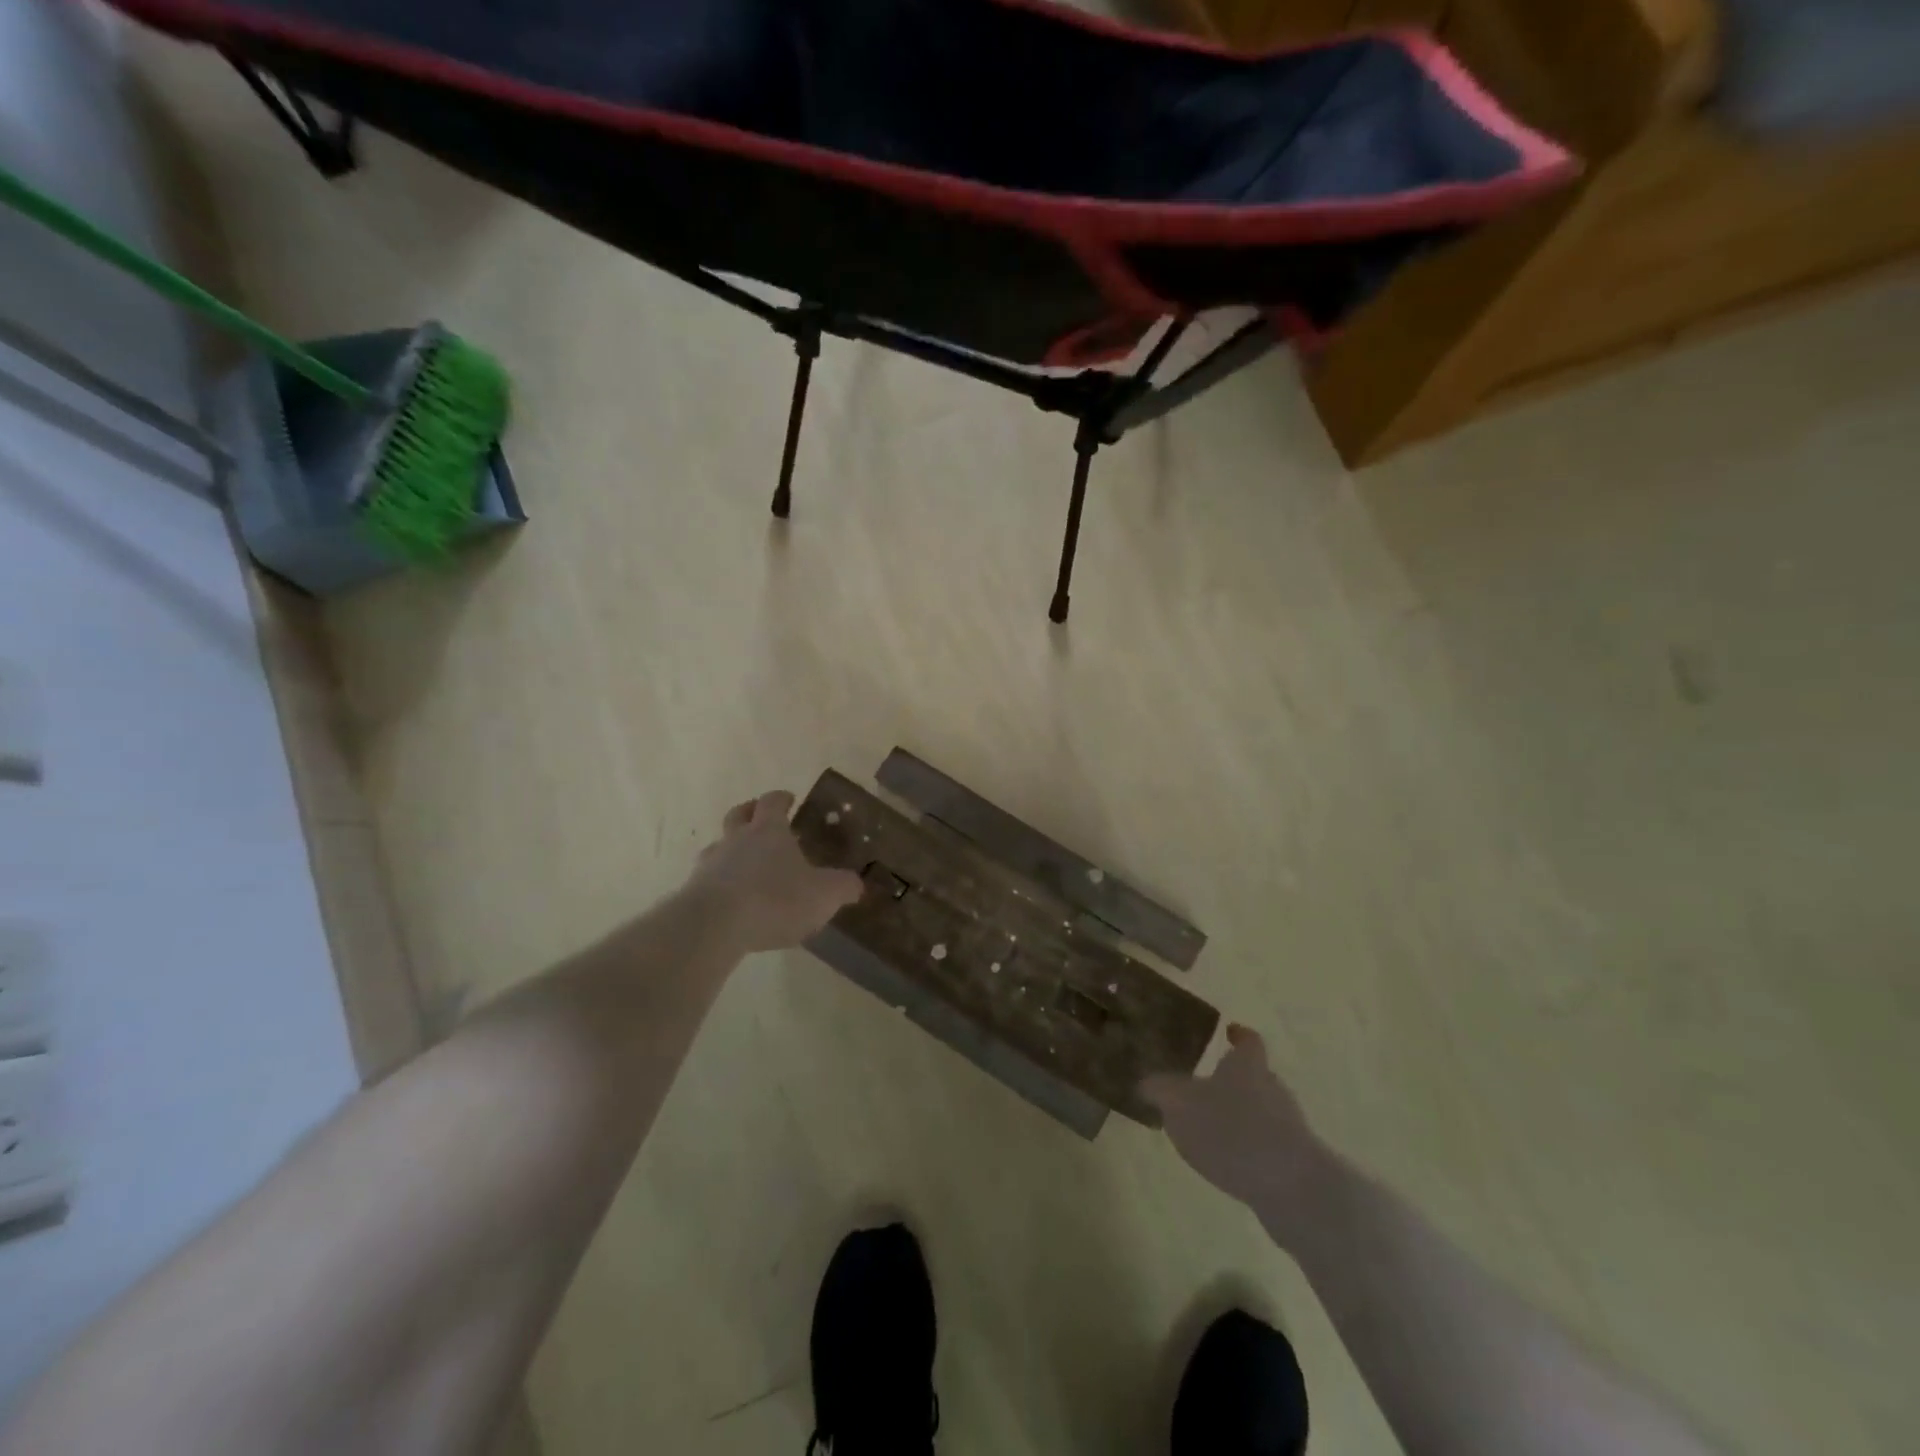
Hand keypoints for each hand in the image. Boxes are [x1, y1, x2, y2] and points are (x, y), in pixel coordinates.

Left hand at [685, 790, 862, 953]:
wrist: (714, 925)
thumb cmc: (775, 899)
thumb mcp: (824, 894)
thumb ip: (843, 887)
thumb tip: (856, 884)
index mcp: (768, 831)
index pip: (772, 803)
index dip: (781, 799)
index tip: (789, 799)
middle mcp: (736, 840)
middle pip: (738, 815)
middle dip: (749, 812)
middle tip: (758, 817)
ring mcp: (710, 865)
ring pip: (718, 847)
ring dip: (729, 850)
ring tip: (743, 865)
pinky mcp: (693, 892)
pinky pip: (707, 880)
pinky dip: (718, 884)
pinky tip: (729, 900)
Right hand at [1141, 1024, 1333, 1238]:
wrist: (1292, 1188)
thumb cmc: (1232, 1130)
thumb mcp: (1179, 1104)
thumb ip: (1160, 1090)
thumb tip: (1146, 1082)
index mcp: (1247, 1065)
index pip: (1248, 1040)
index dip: (1238, 1035)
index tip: (1228, 1031)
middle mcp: (1273, 1088)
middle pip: (1255, 1075)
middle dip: (1233, 1080)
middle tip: (1204, 1087)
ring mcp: (1289, 1126)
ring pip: (1262, 1111)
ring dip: (1240, 1117)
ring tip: (1211, 1131)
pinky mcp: (1295, 1161)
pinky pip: (1267, 1144)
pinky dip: (1249, 1147)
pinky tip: (1230, 1163)